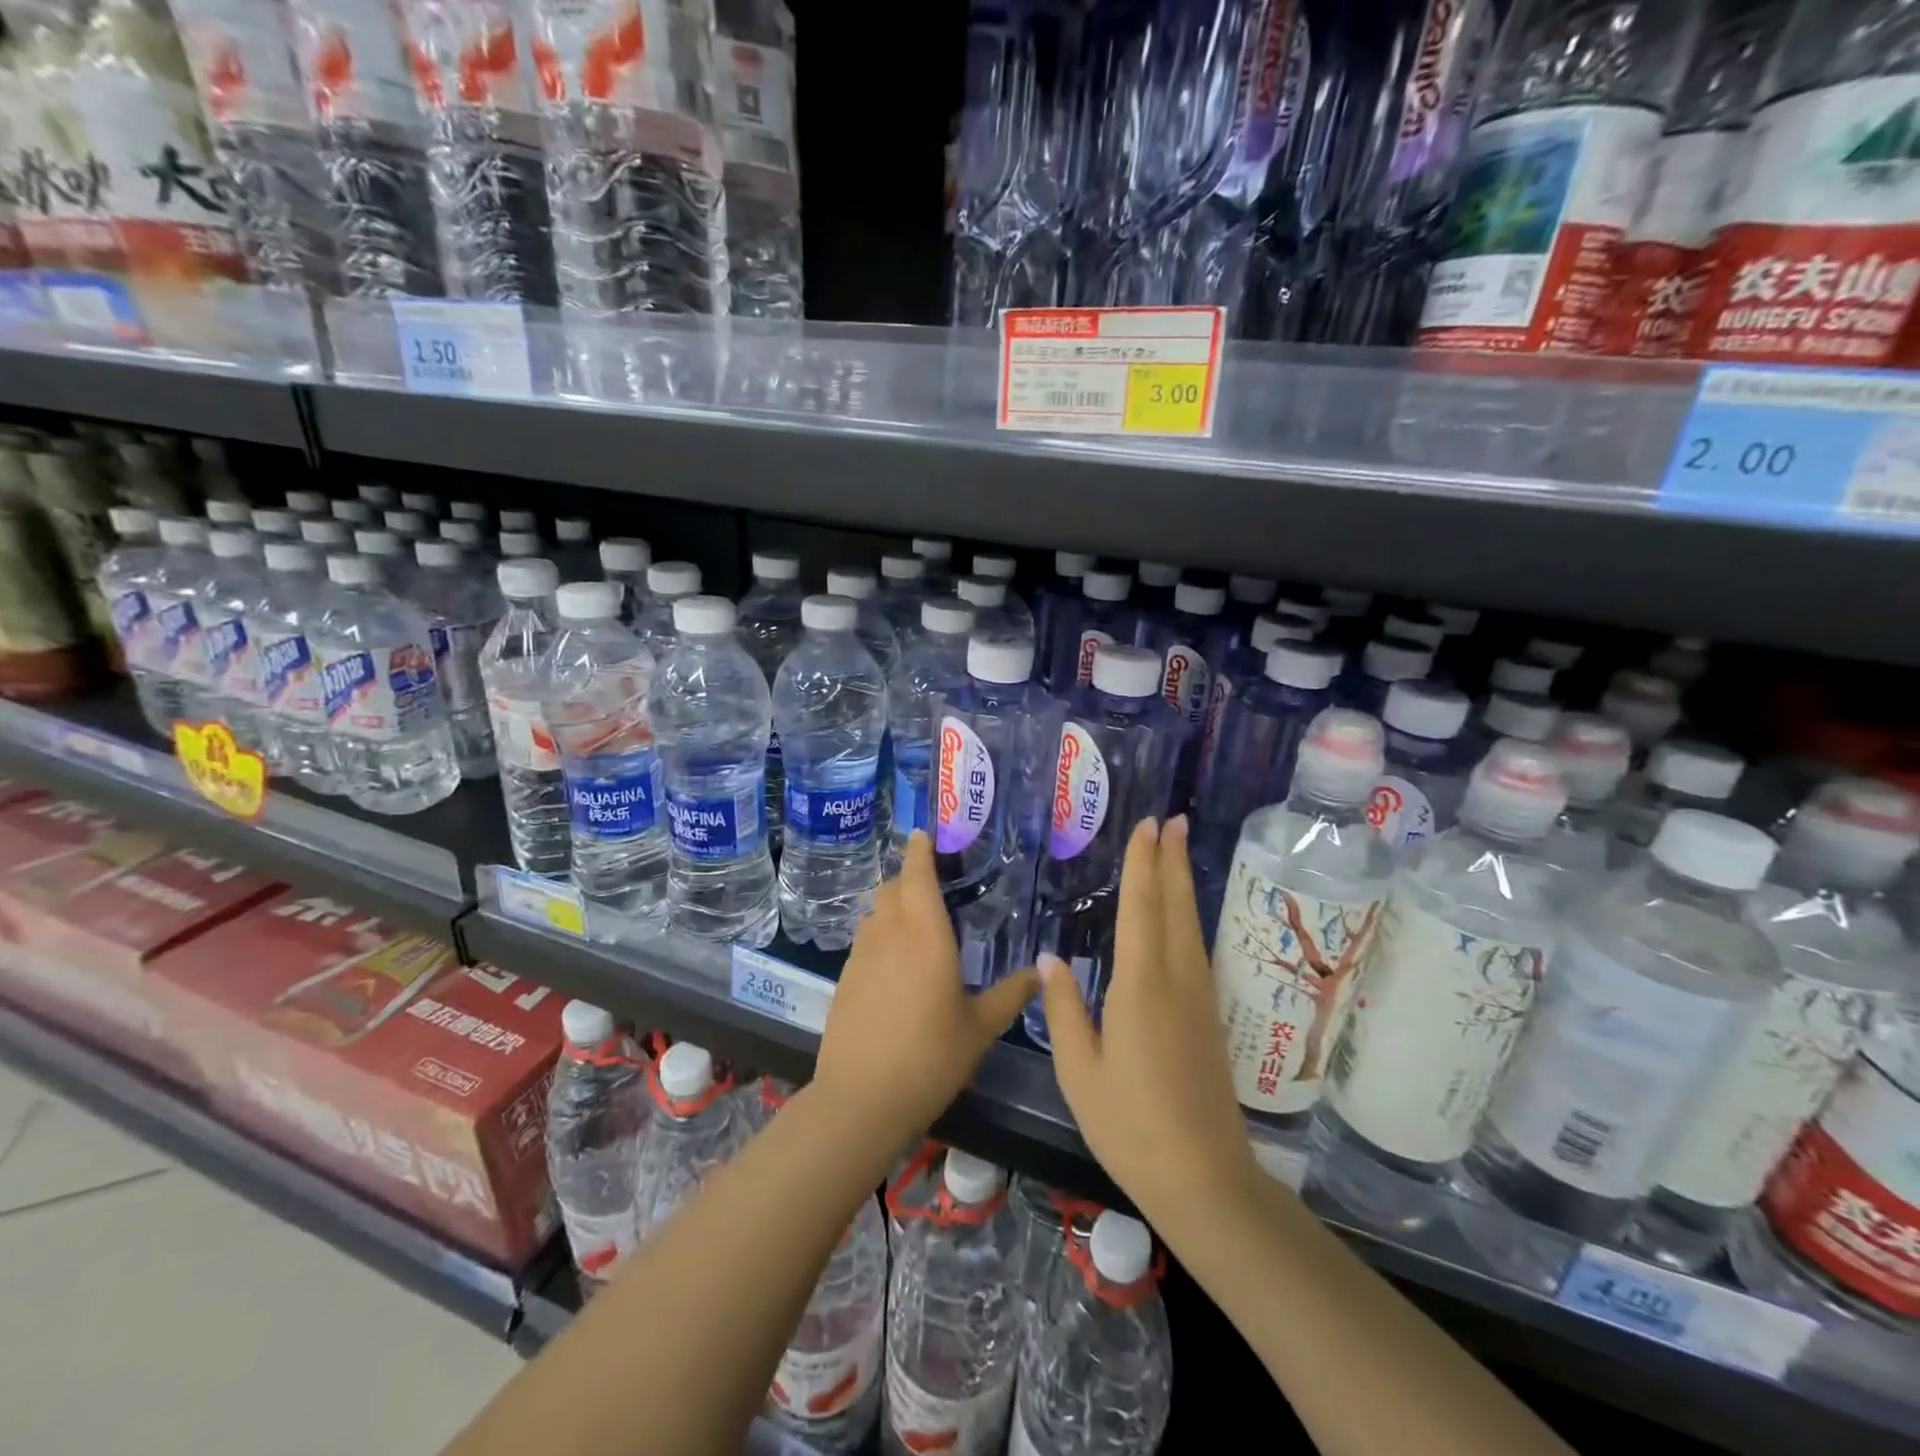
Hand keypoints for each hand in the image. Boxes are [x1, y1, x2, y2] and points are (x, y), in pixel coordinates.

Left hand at [811, 832, 1037, 1149]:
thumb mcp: (980, 1028)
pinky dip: (879, 934)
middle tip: (931, 881)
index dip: (919, 850)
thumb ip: (1011, 994)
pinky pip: (864, 940)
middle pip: (891, 887)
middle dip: (907, 876)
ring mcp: (861, 955)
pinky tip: (893, 961)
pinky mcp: (844, 978)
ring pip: (874, 912)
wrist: (861, 1098)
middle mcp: (889, 934)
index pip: (917, 875)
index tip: (923, 833)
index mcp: (925, 935)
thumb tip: (1043, 971)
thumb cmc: (930, 1058)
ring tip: (913, 919)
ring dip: (891, 905)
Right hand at [1039, 816, 1260, 1230]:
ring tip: (1177, 850)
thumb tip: (1051, 960)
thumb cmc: (1130, 1126)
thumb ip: (1065, 1010)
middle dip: (1171, 860)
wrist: (1204, 1178)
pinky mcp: (1209, 1016)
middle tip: (1171, 819)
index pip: (1142, 909)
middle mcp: (1177, 980)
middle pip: (1175, 906)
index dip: (1143, 864)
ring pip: (1191, 924)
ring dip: (1182, 882)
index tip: (1146, 826)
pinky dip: (1187, 915)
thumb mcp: (1080, 1071)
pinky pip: (1196, 947)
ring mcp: (1200, 997)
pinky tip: (1182, 914)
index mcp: (1141, 986)